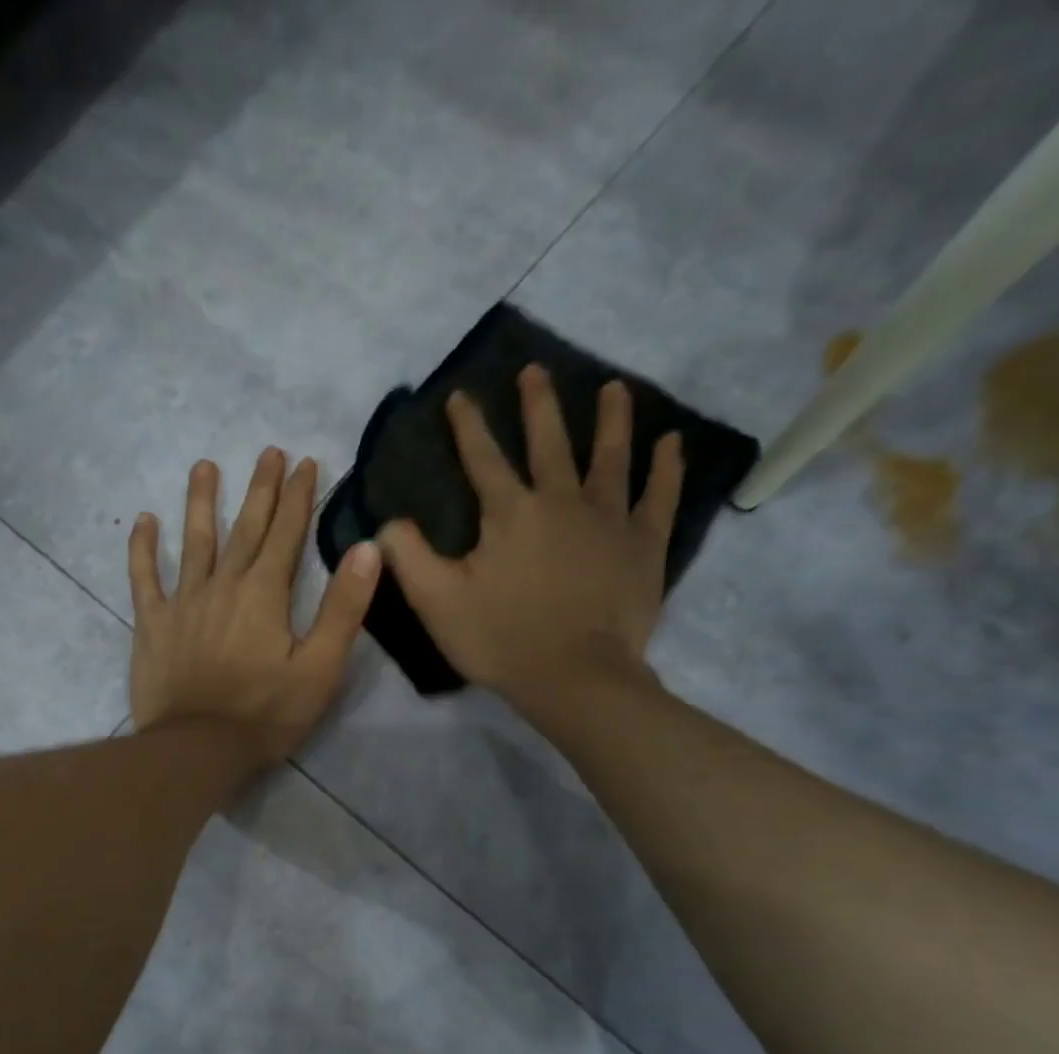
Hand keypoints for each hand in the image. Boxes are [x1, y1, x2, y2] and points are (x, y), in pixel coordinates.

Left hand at [129, 447, 381, 764]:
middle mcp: (223, 584)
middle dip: (260, 489)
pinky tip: (143, 521)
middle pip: (245, 528)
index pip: (287, 533)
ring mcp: (183, 601)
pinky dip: (142, 549)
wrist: (198, 749)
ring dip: (201, 502)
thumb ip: (344, 607)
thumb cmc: (266, 713)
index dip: (298, 496)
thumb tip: (367, 547)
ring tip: (205, 467)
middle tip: (268, 452)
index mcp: (265, 593)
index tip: (305, 462)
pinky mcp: (152, 624)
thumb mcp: (320, 667)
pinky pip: (143, 578)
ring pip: (194, 541)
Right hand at [378, 367, 683, 715]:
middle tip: (535, 371)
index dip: (467, 425)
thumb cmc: (501, 639)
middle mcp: (561, 501)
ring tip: (614, 388)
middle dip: (538, 404)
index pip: (482, 458)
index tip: (459, 395)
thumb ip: (408, 556)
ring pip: (610, 457)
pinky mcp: (644, 545)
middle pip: (549, 442)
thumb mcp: (436, 601)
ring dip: (611, 419)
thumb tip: (387, 520)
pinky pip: (659, 497)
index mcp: (509, 513)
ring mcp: (609, 519)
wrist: (575, 677)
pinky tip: (670, 443)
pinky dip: (666, 468)